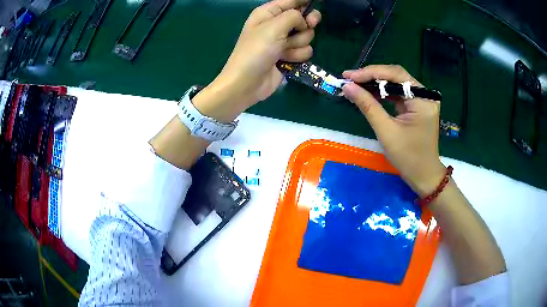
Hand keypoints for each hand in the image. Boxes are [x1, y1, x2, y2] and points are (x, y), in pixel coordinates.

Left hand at [193, 0, 320, 121]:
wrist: (247, 83)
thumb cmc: (256, 51)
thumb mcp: (273, 27)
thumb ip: (294, 16)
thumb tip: (304, 20)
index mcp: (268, 13)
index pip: (291, 1)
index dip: (305, 2)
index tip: (318, 3)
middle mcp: (277, 24)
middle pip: (304, 18)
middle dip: (306, 25)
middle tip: (307, 27)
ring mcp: (283, 41)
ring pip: (307, 36)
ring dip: (298, 44)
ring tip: (283, 51)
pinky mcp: (289, 56)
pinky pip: (305, 50)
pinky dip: (297, 56)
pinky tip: (285, 61)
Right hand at [342, 65, 445, 196]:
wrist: (423, 176)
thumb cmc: (408, 157)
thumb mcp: (386, 131)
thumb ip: (368, 106)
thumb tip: (348, 87)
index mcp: (423, 99)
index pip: (396, 75)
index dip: (371, 73)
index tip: (349, 76)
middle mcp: (425, 94)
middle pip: (396, 76)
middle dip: (372, 76)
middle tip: (349, 78)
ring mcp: (422, 100)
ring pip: (396, 83)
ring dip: (376, 83)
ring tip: (355, 85)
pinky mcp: (417, 106)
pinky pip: (398, 94)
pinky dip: (382, 93)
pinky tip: (368, 93)